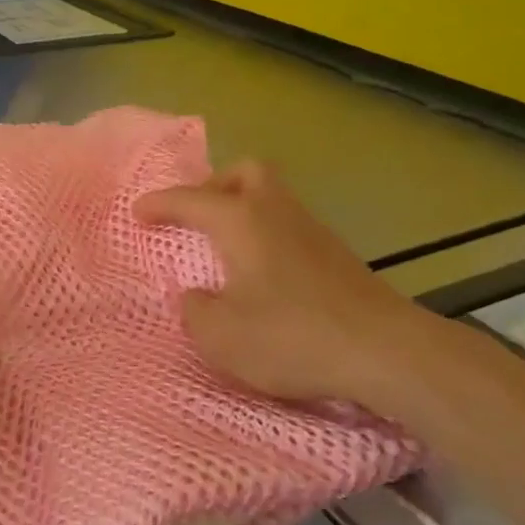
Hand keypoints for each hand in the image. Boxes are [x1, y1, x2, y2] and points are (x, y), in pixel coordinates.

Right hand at [135, 160, 438, 414]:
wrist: (385, 351)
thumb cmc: (292, 337)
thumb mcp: (221, 336)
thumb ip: (195, 311)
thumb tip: (197, 297)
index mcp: (241, 221)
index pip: (191, 200)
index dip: (160, 204)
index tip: (138, 211)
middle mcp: (276, 212)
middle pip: (245, 172)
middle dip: (214, 185)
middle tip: (196, 215)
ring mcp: (312, 230)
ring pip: (272, 196)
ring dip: (243, 209)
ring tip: (224, 245)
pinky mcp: (336, 255)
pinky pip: (289, 224)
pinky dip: (266, 233)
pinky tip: (262, 272)